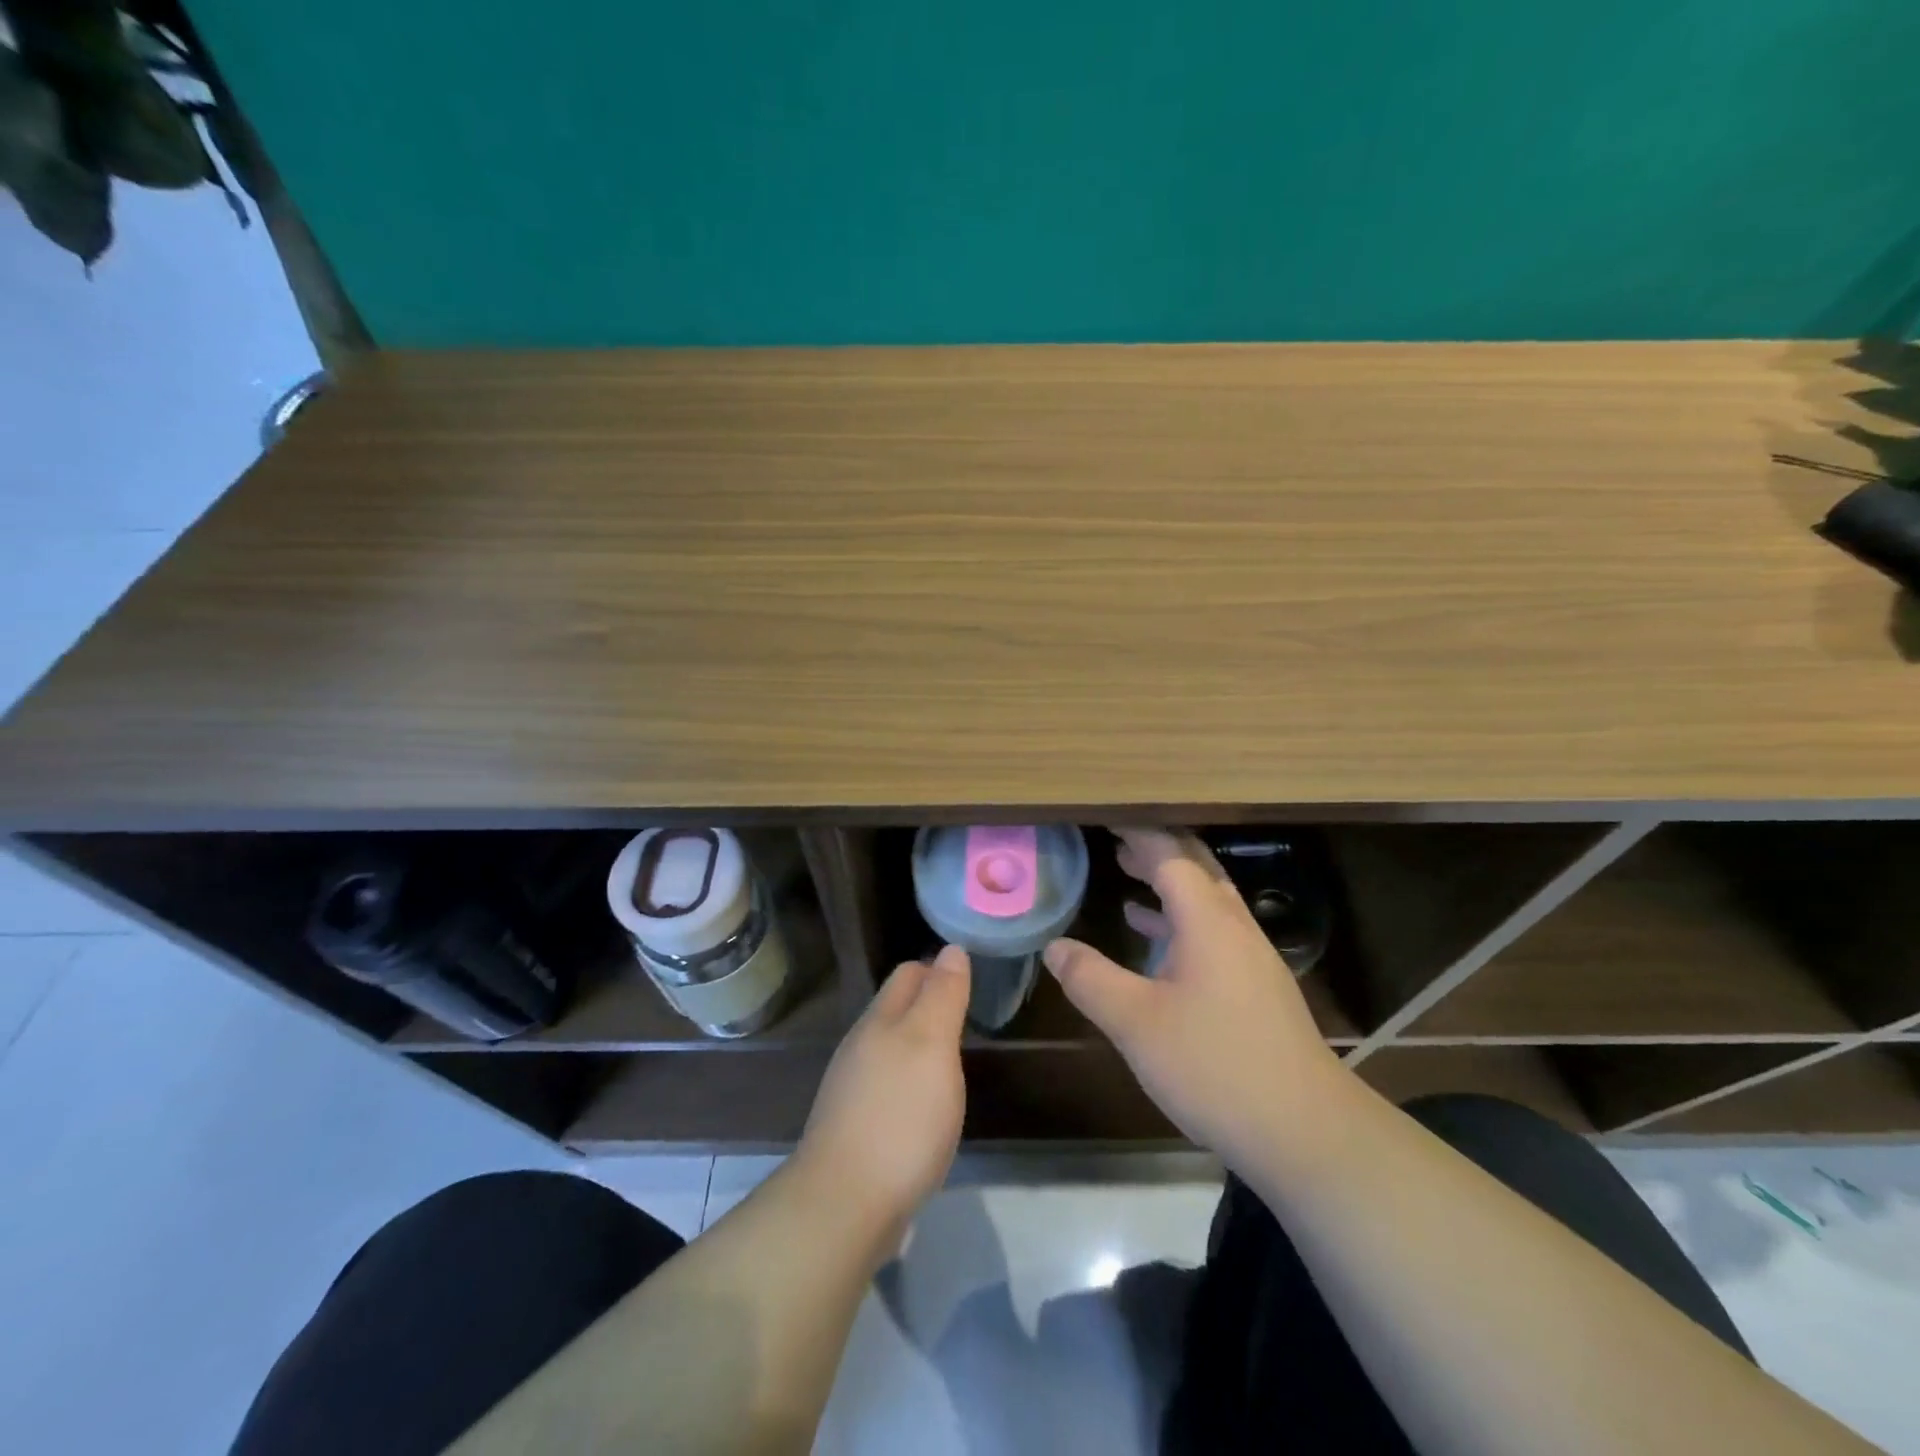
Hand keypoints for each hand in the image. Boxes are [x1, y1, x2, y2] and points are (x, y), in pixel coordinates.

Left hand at [794, 945, 970, 1248]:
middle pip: (897, 1010)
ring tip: (953, 1061)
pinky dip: (911, 1086)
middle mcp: (861, 1047)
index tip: (972, 979)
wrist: (845, 1206)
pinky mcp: (855, 1130)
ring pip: (891, 1050)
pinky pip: (888, 1090)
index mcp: (880, 1020)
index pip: (909, 973)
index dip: (939, 969)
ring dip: (920, 1048)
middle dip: (929, 1005)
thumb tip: (951, 949)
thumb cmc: (900, 1116)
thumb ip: (942, 995)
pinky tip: (927, 1109)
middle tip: (969, 1017)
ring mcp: (853, 1090)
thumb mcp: (932, 1045)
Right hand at [1043, 829, 1350, 1171]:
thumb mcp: (1136, 1023)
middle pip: (1196, 870)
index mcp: (1209, 922)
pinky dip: (1181, 921)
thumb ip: (1091, 979)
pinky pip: (1214, 932)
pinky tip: (1156, 940)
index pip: (1171, 857)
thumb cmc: (1215, 1066)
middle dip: (1155, 850)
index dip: (1137, 836)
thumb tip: (1054, 947)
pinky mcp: (1259, 989)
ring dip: (1169, 885)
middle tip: (1115, 840)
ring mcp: (1252, 959)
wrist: (1306, 1132)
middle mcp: (1235, 928)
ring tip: (1127, 874)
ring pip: (1208, 902)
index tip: (1106, 820)